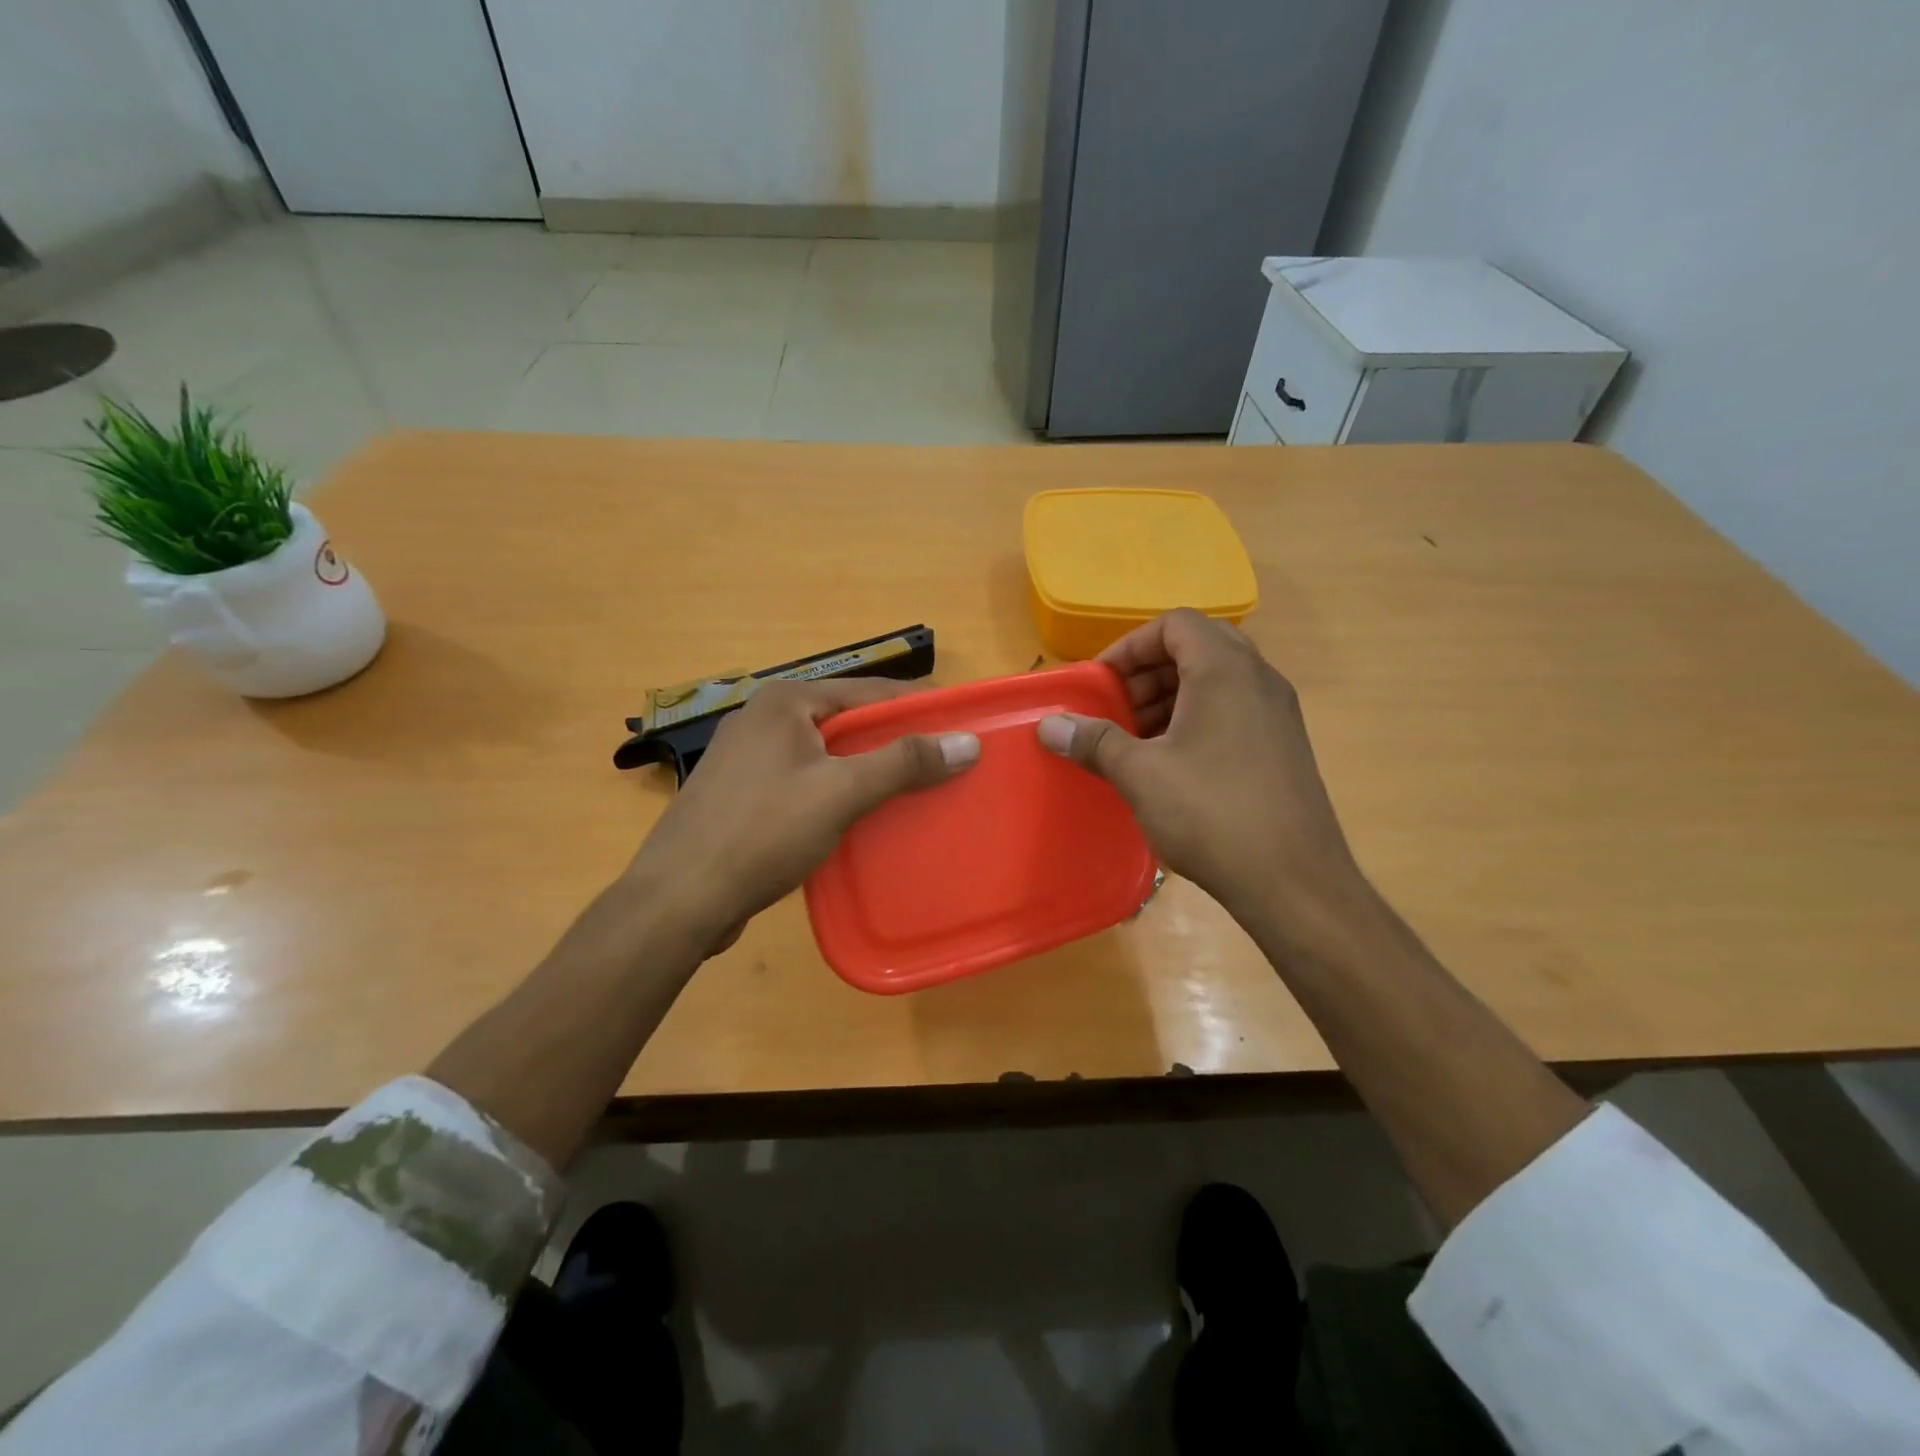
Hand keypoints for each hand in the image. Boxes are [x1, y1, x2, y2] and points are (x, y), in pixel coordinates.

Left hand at [625, 679, 979, 955]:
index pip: (869, 691)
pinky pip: (806, 781)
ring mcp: (749, 758)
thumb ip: (903, 763)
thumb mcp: (840, 792)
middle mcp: (764, 719)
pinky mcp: (743, 795)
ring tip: (912, 792)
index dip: (917, 707)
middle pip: (848, 722)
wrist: (679, 899)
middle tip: (942, 764)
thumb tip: (966, 743)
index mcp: (785, 702)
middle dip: (894, 742)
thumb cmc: (762, 833)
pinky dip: (837, 792)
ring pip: (827, 755)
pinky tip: (861, 818)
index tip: (960, 725)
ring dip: (867, 771)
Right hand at [1037, 609, 1368, 935]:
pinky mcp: (1284, 746)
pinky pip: (1234, 710)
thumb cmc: (1212, 814)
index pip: (1175, 624)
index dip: (1130, 647)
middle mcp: (1259, 680)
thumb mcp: (1141, 775)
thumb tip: (1049, 725)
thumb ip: (1094, 741)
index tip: (1101, 684)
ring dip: (1171, 697)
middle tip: (1117, 709)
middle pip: (1197, 647)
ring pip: (1217, 680)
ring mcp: (1277, 714)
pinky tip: (1172, 764)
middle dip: (1148, 673)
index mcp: (1225, 670)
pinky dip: (1197, 719)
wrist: (1294, 882)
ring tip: (1138, 739)